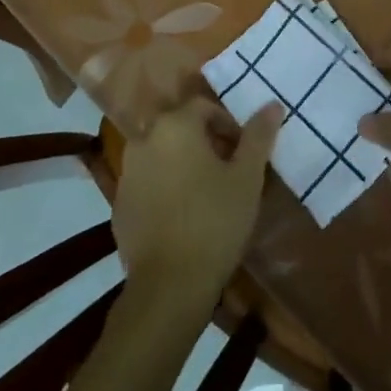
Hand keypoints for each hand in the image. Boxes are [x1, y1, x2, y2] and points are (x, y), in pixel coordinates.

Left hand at [113, 97, 282, 309]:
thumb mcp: (247, 178)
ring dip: (184, 162)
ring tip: (208, 192)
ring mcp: (126, 173)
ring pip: (162, 154)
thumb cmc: (214, 222)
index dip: (228, 124)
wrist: (168, 286)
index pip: (204, 107)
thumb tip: (272, 105)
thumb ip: (258, 137)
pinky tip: (184, 215)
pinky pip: (148, 182)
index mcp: (174, 126)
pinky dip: (165, 187)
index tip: (244, 151)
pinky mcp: (119, 204)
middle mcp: (144, 139)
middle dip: (206, 142)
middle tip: (230, 169)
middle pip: (180, 127)